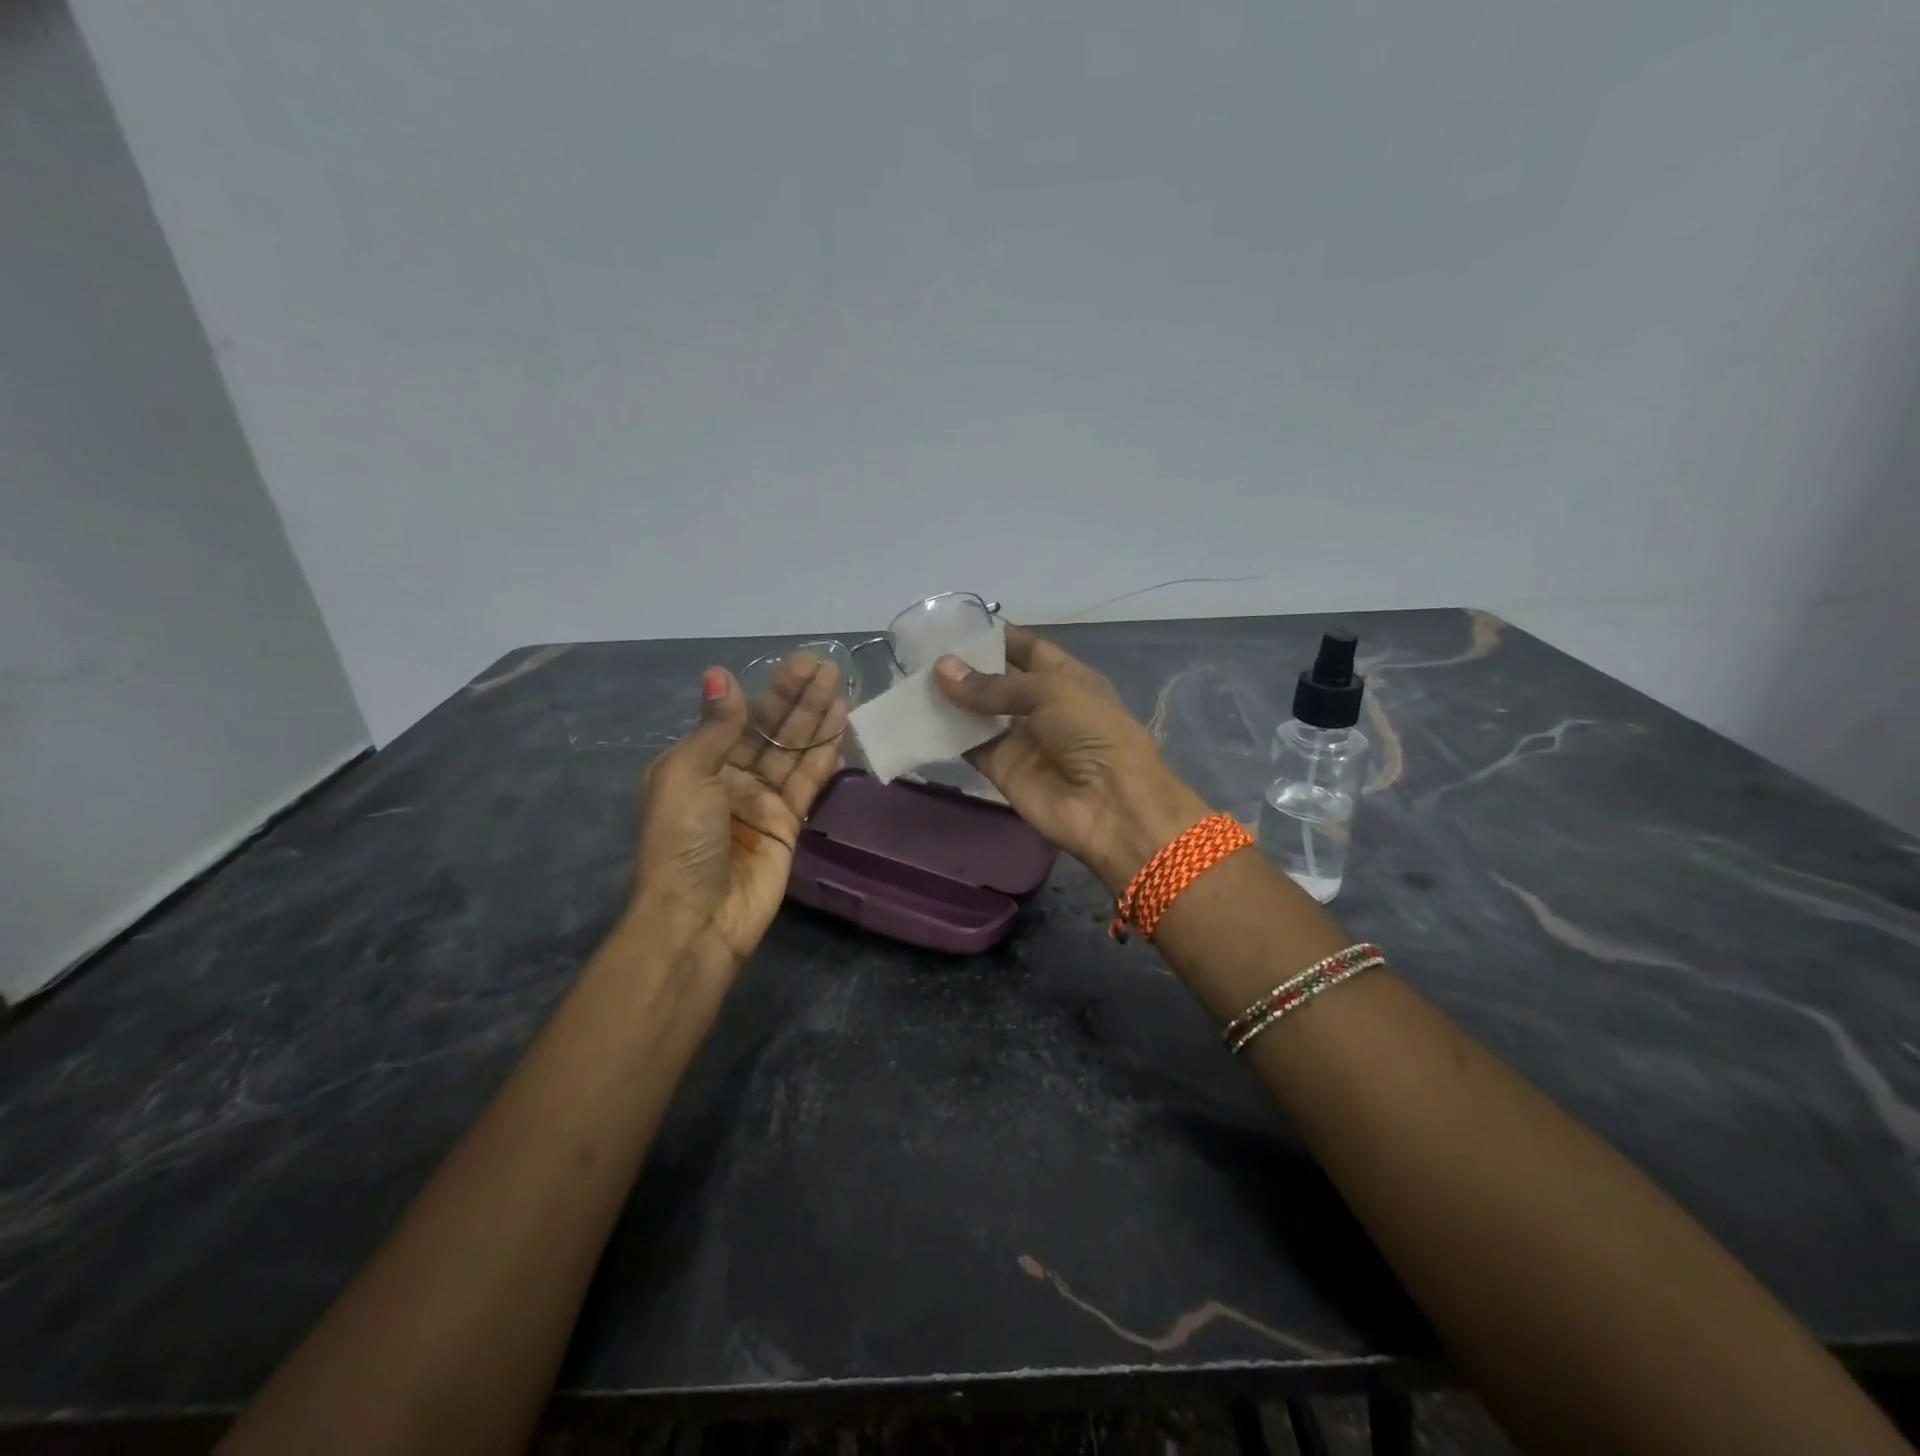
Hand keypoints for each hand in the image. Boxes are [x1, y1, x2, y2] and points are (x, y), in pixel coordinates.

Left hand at [630, 656, 845, 970]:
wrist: (699, 917)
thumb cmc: (682, 840)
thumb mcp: (687, 775)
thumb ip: (715, 727)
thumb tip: (720, 675)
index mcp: (697, 764)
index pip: (740, 717)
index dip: (770, 690)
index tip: (797, 663)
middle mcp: (730, 778)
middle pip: (771, 730)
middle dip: (799, 698)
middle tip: (828, 666)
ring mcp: (761, 802)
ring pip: (794, 751)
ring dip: (816, 718)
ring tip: (840, 685)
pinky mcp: (788, 824)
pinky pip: (809, 781)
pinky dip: (825, 753)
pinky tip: (842, 725)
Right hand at [933, 625, 1208, 893]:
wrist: (1109, 804)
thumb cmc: (1091, 731)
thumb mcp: (1049, 692)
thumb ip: (992, 685)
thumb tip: (941, 669)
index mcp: (1065, 677)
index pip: (1026, 648)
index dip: (995, 636)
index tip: (955, 624)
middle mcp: (1041, 705)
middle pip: (996, 680)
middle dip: (964, 666)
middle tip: (920, 650)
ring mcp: (1019, 737)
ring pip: (977, 712)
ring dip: (949, 697)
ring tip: (909, 676)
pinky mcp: (1000, 767)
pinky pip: (968, 745)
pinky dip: (945, 733)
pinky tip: (915, 714)